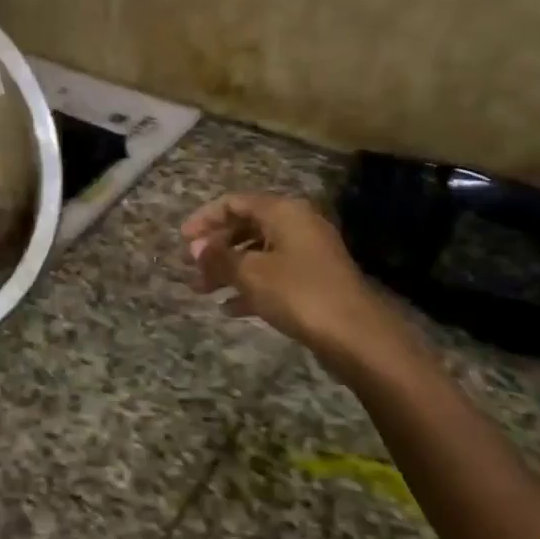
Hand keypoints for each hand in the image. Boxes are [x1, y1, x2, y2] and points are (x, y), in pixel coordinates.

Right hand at [182, 193, 396, 359]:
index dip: (205, 219)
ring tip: (202, 291)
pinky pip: (273, 275)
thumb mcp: (250, 273)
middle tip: (191, 268)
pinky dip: (250, 287)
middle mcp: (297, 225)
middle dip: (216, 248)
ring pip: (258, 253)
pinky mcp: (314, 281)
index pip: (235, 202)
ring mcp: (308, 254)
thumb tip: (197, 247)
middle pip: (246, 227)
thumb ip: (219, 257)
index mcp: (283, 212)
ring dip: (228, 270)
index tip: (183, 240)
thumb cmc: (298, 293)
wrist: (356, 336)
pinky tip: (229, 309)